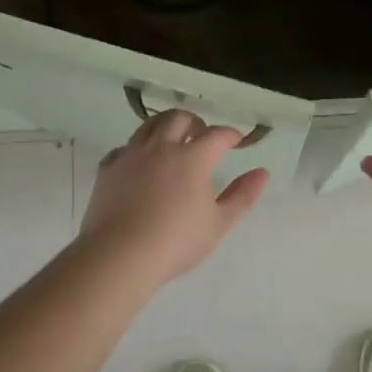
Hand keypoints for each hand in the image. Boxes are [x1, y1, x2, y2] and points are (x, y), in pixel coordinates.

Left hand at [78, 109, 269, 284]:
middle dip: (195, 122)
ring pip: (148, 125)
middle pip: (179, 118)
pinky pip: (124, 148)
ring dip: (164, 127)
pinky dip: (136, 149)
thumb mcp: (219, 223)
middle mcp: (161, 146)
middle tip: (201, 136)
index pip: (217, 135)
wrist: (121, 254)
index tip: (236, 141)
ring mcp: (131, 154)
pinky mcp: (108, 168)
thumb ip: (243, 195)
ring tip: (171, 141)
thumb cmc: (177, 241)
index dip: (230, 135)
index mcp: (193, 157)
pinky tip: (139, 163)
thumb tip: (262, 173)